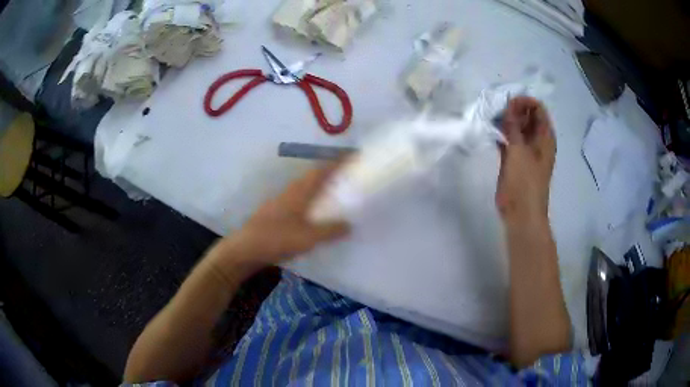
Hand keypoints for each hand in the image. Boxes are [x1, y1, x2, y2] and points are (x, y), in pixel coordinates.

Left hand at [222, 164, 348, 266]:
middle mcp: (290, 192)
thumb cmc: (278, 238)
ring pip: (305, 190)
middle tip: (347, 180)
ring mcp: (281, 202)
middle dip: (330, 176)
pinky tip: (314, 217)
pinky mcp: (275, 214)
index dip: (336, 163)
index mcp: (299, 191)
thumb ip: (330, 230)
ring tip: (334, 197)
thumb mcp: (309, 237)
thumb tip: (349, 225)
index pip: (321, 171)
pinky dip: (311, 204)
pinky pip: (299, 203)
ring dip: (319, 190)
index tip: (351, 157)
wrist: (246, 248)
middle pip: (313, 178)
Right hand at [496, 97, 555, 222]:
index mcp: (545, 137)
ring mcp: (526, 150)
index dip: (524, 102)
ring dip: (506, 122)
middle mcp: (537, 141)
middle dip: (513, 110)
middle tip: (497, 112)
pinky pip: (509, 140)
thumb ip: (514, 126)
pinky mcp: (515, 160)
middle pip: (528, 116)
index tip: (508, 104)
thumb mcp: (519, 150)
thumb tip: (510, 104)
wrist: (521, 213)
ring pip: (517, 128)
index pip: (538, 109)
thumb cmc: (525, 182)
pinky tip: (490, 133)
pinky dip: (501, 135)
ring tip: (491, 120)